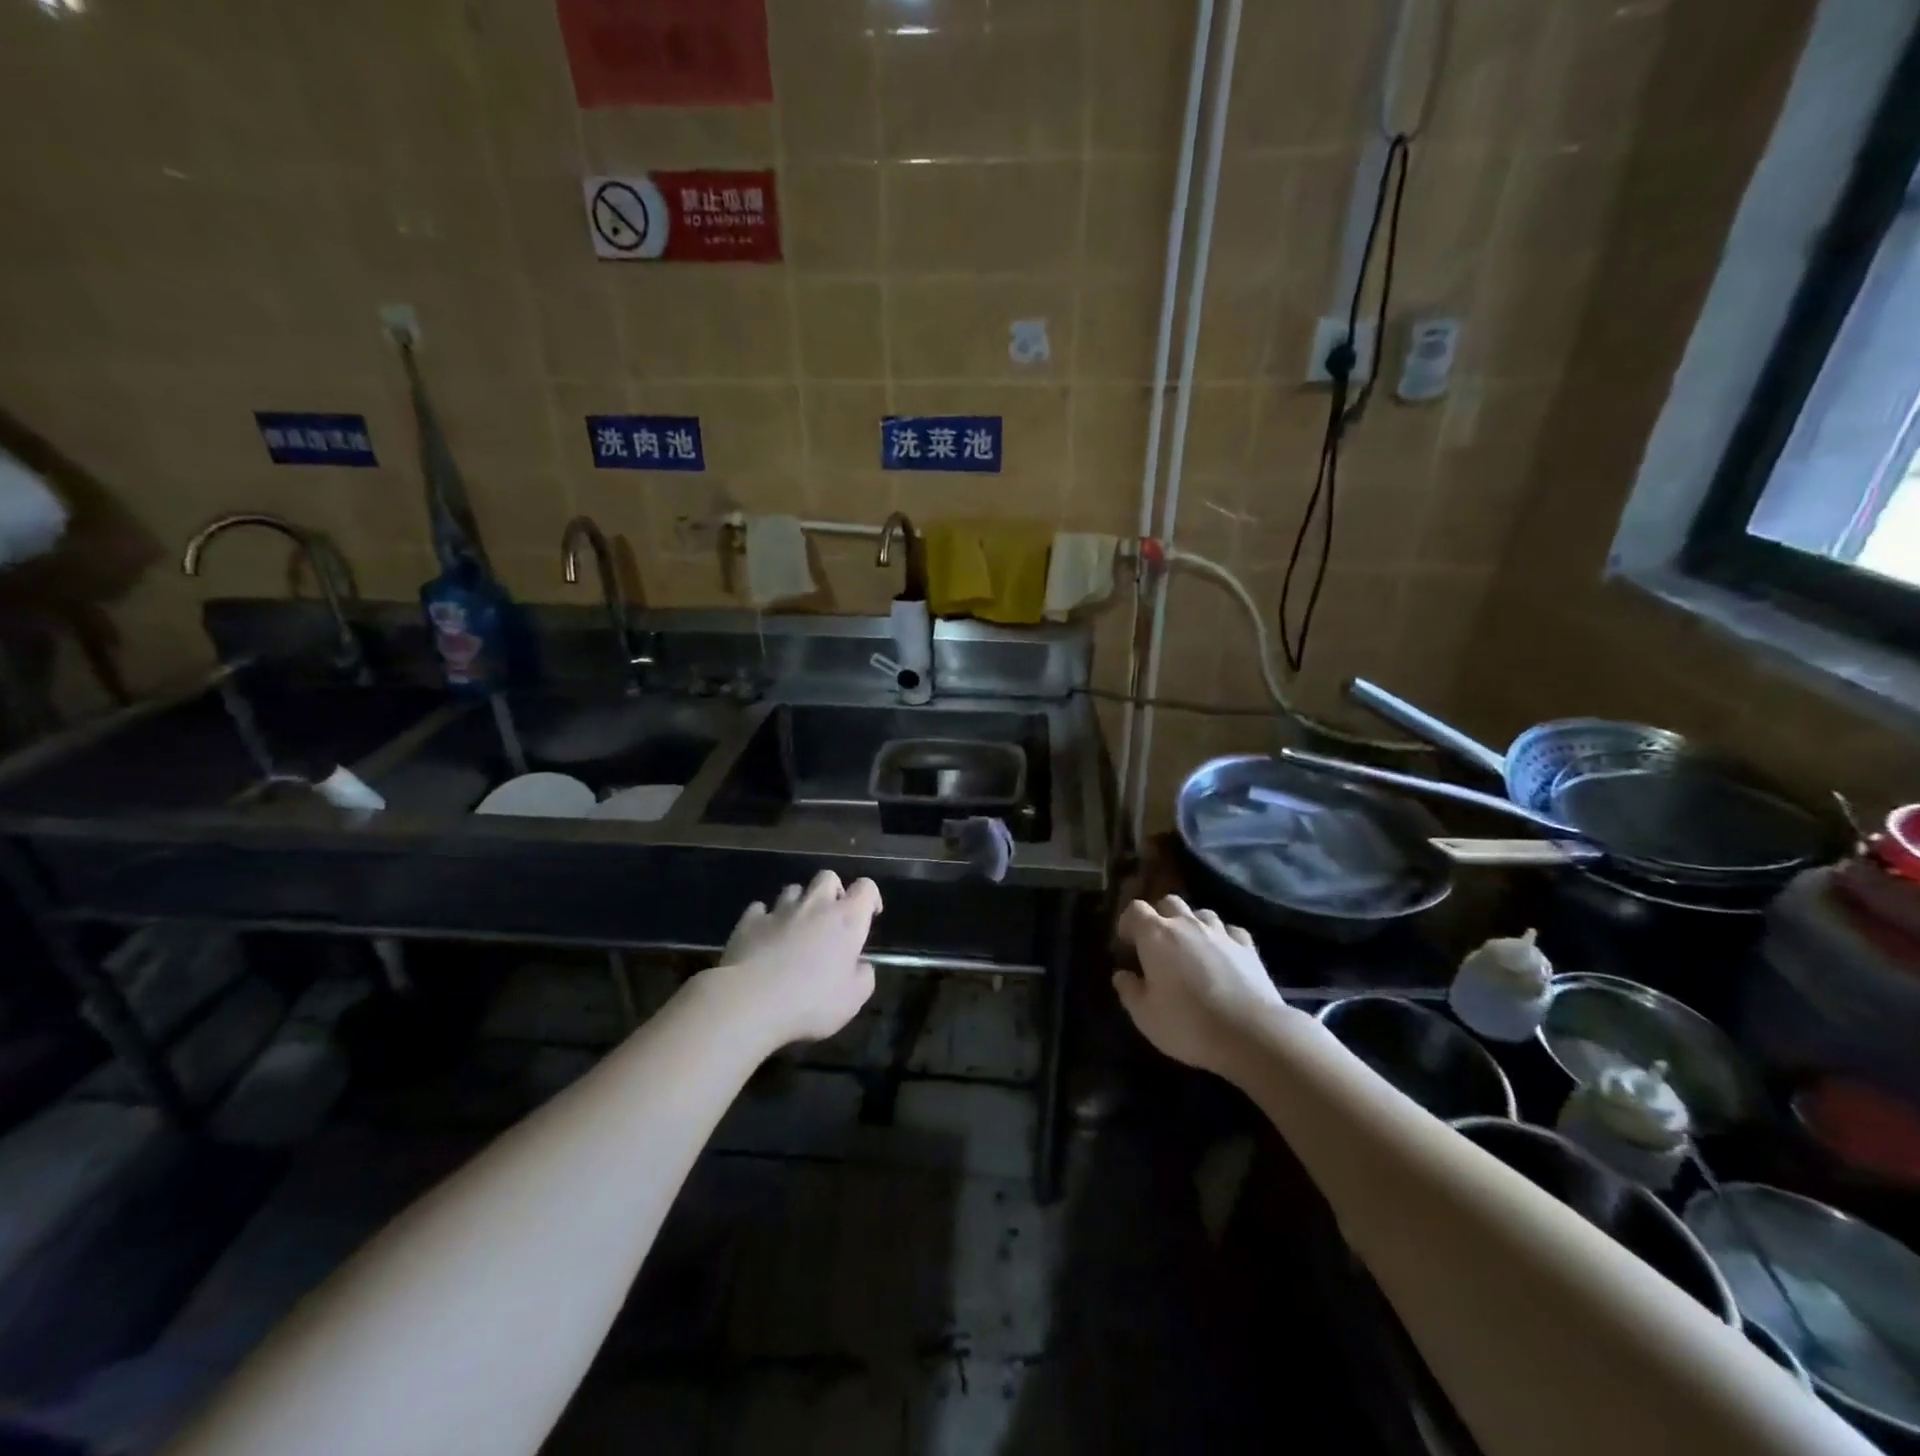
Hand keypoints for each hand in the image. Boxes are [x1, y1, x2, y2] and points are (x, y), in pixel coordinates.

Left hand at [704, 870, 881, 1047]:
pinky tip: (764, 935)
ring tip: (797, 926)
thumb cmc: (810, 1001)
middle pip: (827, 877)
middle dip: (833, 890)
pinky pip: (760, 909)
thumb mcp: (852, 1000)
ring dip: (799, 903)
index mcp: (846, 920)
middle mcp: (815, 906)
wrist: (750, 1001)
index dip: (870, 896)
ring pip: (793, 889)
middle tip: (832, 916)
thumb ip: (864, 978)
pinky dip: (765, 918)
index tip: (870, 915)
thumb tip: (861, 966)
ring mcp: (779, 911)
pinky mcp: (749, 922)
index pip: (866, 888)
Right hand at [1113, 896, 1290, 1076]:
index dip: (1128, 923)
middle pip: (1169, 902)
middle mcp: (1187, 924)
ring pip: (1201, 913)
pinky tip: (1223, 956)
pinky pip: (1230, 931)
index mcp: (1156, 935)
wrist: (1251, 1033)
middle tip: (1158, 945)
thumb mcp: (1145, 1015)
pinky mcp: (1248, 946)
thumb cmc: (1188, 1024)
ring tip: (1191, 949)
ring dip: (1192, 925)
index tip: (1127, 944)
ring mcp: (1220, 932)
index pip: (1135, 910)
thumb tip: (1122, 975)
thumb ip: (1129, 991)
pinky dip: (1222, 939)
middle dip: (1160, 917)